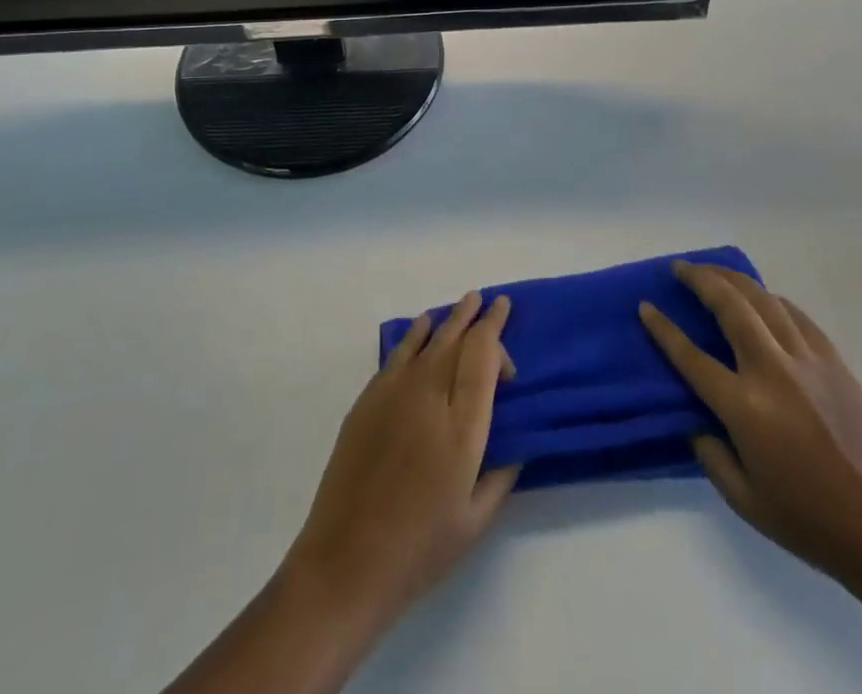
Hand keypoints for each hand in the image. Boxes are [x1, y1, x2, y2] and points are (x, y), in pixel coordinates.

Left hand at [283, 291, 518, 630]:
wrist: (346, 560)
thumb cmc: (419, 547)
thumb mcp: (475, 520)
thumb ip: (501, 475)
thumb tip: (515, 443)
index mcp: (461, 424)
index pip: (483, 356)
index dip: (497, 333)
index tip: (506, 329)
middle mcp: (429, 394)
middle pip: (456, 338)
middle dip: (477, 316)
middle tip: (491, 301)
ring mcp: (394, 392)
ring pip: (427, 339)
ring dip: (449, 319)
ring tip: (464, 304)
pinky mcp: (367, 399)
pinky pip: (398, 353)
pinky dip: (415, 334)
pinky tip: (422, 328)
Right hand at [639, 262, 861, 590]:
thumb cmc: (806, 521)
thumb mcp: (742, 499)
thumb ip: (708, 451)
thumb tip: (695, 416)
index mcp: (745, 407)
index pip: (691, 356)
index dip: (663, 329)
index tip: (645, 305)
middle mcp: (773, 372)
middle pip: (730, 306)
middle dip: (700, 279)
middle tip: (679, 267)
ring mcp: (808, 362)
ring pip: (764, 300)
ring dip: (733, 279)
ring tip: (712, 270)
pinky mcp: (835, 362)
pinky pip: (796, 316)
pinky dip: (772, 300)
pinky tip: (761, 298)